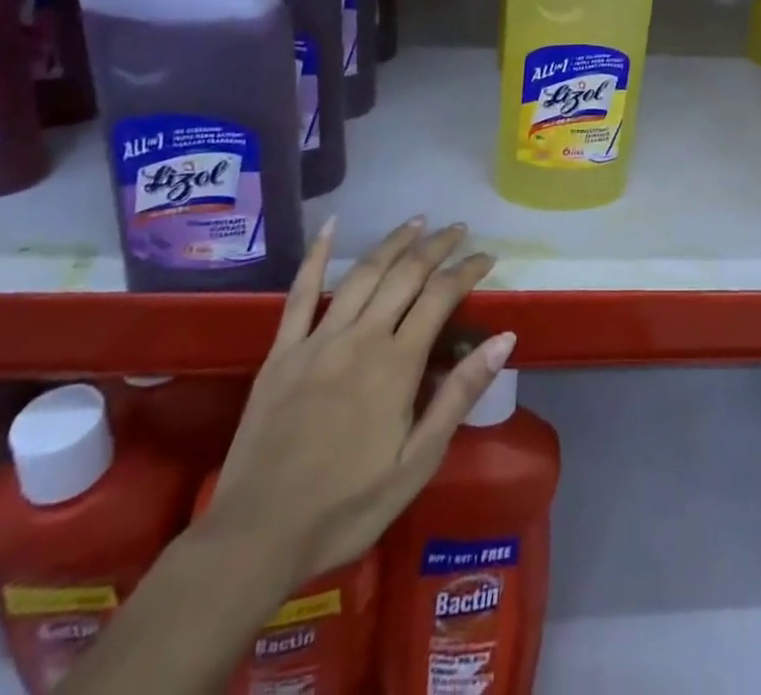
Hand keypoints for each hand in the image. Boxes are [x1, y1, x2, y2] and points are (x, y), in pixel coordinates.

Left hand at [203, 217, 513, 585]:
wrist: (256, 537)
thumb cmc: (347, 507)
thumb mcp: (418, 462)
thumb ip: (460, 394)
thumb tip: (504, 339)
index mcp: (396, 364)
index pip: (441, 297)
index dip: (467, 270)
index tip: (488, 257)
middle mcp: (361, 337)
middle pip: (406, 274)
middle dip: (437, 246)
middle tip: (458, 229)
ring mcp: (317, 340)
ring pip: (363, 274)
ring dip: (393, 242)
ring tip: (417, 222)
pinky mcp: (282, 351)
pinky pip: (300, 293)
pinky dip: (316, 256)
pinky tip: (330, 226)